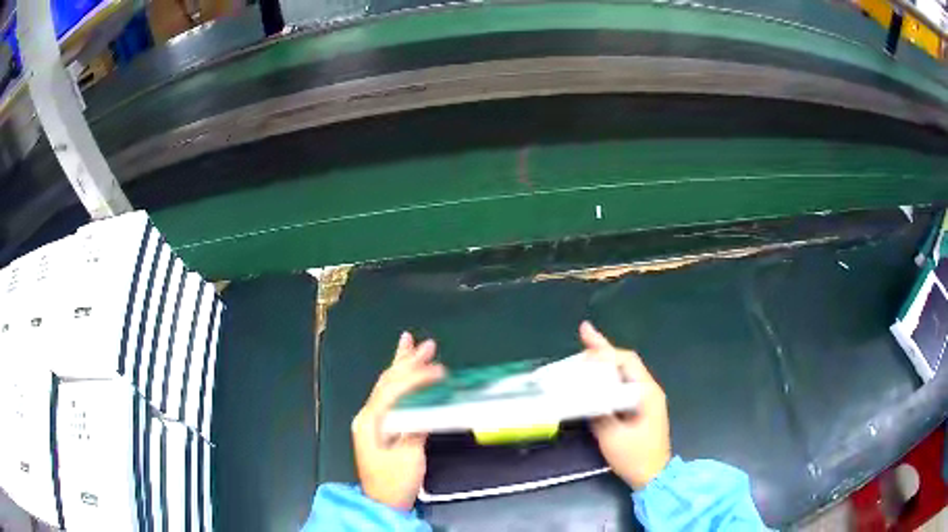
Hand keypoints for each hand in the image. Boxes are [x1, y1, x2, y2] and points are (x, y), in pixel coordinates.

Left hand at [351, 332, 445, 510]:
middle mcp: (368, 415)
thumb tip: (428, 405)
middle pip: (388, 382)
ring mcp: (371, 420)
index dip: (417, 377)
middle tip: (426, 344)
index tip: (439, 370)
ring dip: (401, 365)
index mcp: (371, 421)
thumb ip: (416, 428)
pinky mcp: (379, 426)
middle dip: (408, 361)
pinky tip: (404, 372)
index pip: (394, 390)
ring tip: (409, 344)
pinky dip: (400, 381)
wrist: (382, 501)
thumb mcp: (409, 457)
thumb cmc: (395, 482)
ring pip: (387, 385)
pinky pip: (390, 396)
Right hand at [581, 321, 671, 490]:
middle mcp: (649, 390)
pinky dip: (609, 378)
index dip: (605, 350)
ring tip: (585, 353)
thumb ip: (598, 413)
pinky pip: (624, 385)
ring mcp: (647, 399)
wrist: (653, 476)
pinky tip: (596, 379)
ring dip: (606, 363)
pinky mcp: (642, 408)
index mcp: (646, 393)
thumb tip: (584, 395)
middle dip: (604, 350)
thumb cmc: (635, 457)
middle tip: (584, 336)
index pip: (626, 362)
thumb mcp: (612, 436)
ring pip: (624, 373)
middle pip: (626, 363)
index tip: (586, 338)